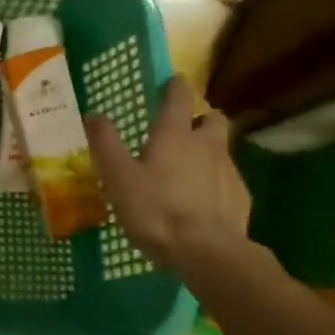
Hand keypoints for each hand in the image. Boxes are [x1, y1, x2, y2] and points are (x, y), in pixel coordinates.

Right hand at [88, 78, 252, 273]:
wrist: (208, 253)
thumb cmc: (157, 210)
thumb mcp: (118, 177)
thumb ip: (105, 144)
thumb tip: (93, 114)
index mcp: (175, 135)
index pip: (179, 97)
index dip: (175, 86)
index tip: (172, 82)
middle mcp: (207, 145)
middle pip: (213, 119)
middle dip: (201, 118)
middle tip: (185, 129)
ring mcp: (229, 172)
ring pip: (222, 150)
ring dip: (209, 152)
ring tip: (190, 171)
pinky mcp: (241, 199)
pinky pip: (229, 182)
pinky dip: (217, 184)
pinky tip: (204, 203)